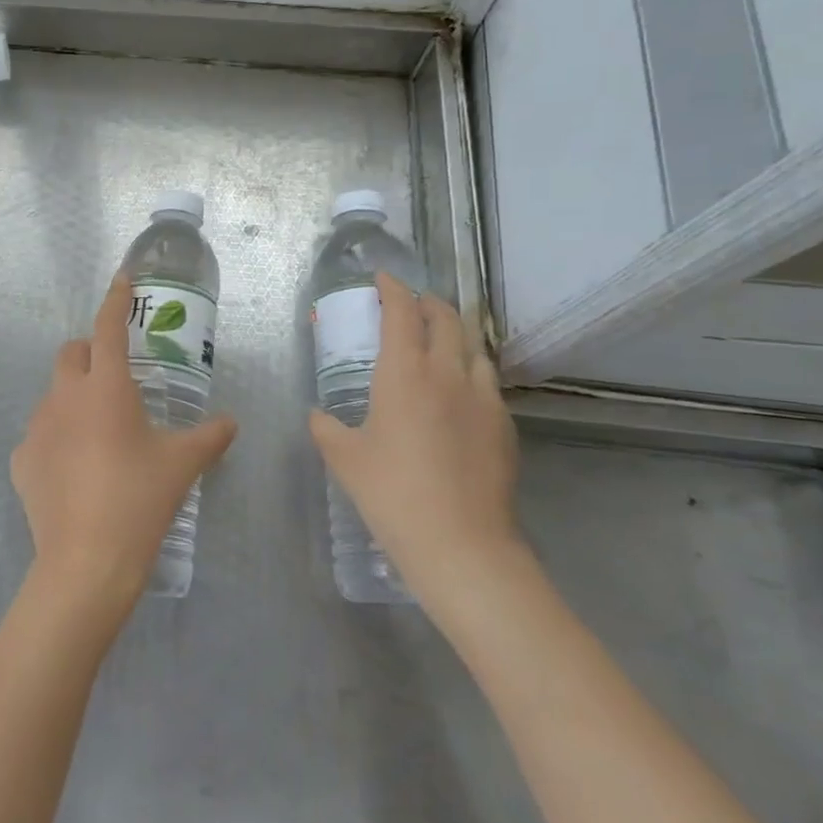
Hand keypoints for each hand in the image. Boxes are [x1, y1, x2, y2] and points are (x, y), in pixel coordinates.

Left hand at [12, 273, 237, 607]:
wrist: (86, 562)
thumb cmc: (139, 500)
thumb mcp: (182, 465)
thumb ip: (210, 436)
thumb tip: (230, 423)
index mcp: (106, 387)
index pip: (109, 327)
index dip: (116, 299)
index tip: (123, 279)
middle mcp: (65, 397)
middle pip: (72, 353)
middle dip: (92, 353)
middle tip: (117, 379)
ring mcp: (37, 428)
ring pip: (55, 394)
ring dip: (75, 398)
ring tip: (100, 434)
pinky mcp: (21, 460)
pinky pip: (41, 435)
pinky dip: (58, 439)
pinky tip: (76, 471)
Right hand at [308, 273, 522, 616]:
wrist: (461, 544)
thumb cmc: (392, 494)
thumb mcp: (345, 458)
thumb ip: (327, 428)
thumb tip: (318, 414)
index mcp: (405, 373)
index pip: (402, 312)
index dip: (393, 289)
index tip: (383, 278)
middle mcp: (448, 373)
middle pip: (446, 318)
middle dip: (428, 302)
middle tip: (411, 303)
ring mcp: (483, 398)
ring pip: (474, 346)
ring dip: (455, 332)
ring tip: (440, 339)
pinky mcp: (504, 425)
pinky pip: (487, 380)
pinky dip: (471, 368)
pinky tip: (460, 390)